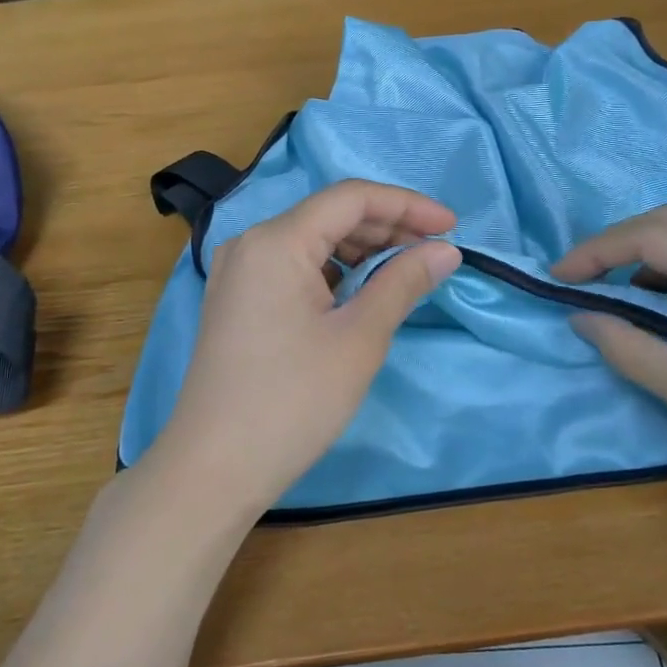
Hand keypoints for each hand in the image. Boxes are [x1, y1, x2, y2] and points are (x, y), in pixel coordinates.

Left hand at [153, 180, 461, 517]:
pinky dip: (333, 271)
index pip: (351, 198)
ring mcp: (238, 272)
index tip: (452, 227)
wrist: (213, 468)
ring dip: (362, 250)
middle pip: (329, 215)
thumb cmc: (293, 401)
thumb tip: (446, 251)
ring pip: (311, 241)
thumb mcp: (359, 338)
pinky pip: (292, 266)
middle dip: (387, 227)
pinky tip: (361, 292)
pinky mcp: (236, 299)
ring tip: (405, 272)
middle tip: (435, 253)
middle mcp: (251, 243)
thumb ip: (403, 283)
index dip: (407, 205)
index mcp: (276, 241)